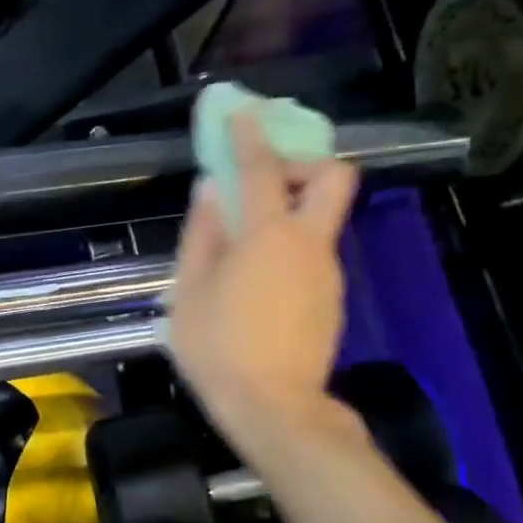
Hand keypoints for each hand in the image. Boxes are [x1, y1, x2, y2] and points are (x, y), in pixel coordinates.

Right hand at [167, 114, 362, 461]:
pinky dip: (291, 250)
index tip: (241, 113)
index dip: (250, 134)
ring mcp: (327, 272)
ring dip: (290, 214)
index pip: (263, 167)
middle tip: (265, 183)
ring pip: (321, 221)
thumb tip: (211, 191)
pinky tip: (259, 285)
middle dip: (304, 163)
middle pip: (334, 178)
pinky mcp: (332, 299)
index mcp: (268, 236)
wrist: (274, 409)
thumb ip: (202, 235)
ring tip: (245, 249)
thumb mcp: (189, 292)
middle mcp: (309, 244)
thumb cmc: (219, 348)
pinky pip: (314, 256)